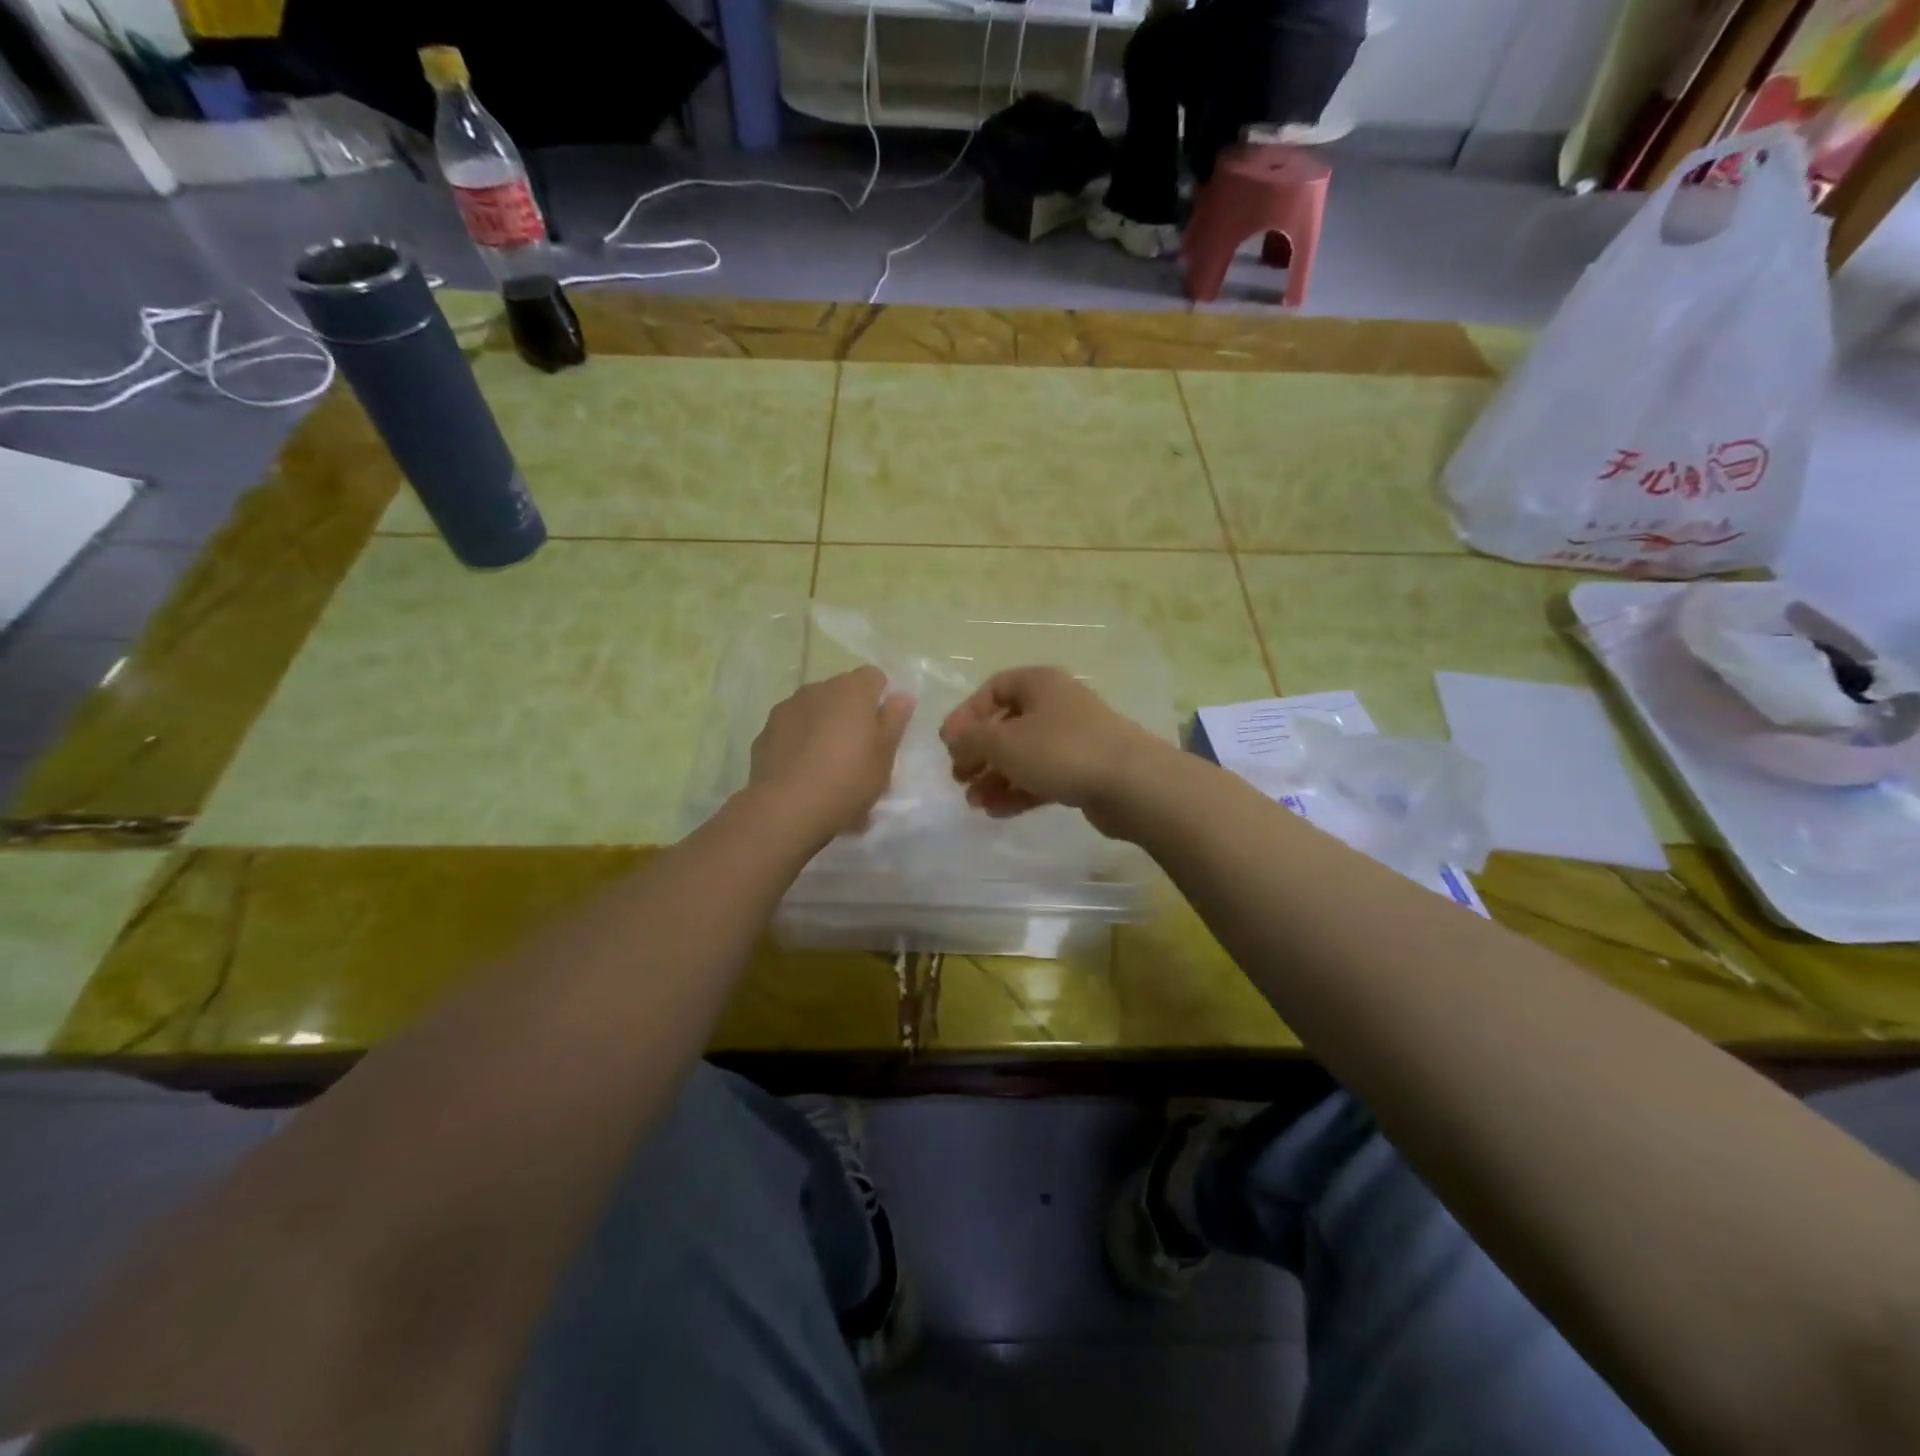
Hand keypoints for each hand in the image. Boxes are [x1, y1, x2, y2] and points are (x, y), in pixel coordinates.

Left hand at [748, 666, 914, 840]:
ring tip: (828, 766)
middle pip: (841, 693)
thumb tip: (902, 695)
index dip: (881, 698)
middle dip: (851, 714)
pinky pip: (791, 731)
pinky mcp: (764, 734)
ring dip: (823, 727)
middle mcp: (816, 690)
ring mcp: (786, 710)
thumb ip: (894, 720)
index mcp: (851, 691)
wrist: (786, 809)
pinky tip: (803, 775)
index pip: (873, 676)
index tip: (883, 729)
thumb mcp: (884, 756)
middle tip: (859, 752)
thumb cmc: (847, 780)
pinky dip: (800, 744)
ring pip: (814, 711)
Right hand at [939, 667, 1169, 835]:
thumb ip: (971, 740)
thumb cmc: (1061, 750)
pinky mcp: (1084, 771)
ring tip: (975, 803)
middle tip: (959, 778)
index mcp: (1039, 684)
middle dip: (979, 753)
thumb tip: (953, 740)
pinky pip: (1042, 777)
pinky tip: (997, 812)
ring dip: (995, 777)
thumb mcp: (1004, 742)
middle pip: (1007, 725)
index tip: (949, 744)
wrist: (1131, 784)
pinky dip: (1018, 791)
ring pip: (1024, 755)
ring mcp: (1073, 740)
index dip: (966, 715)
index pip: (993, 689)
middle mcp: (1057, 706)